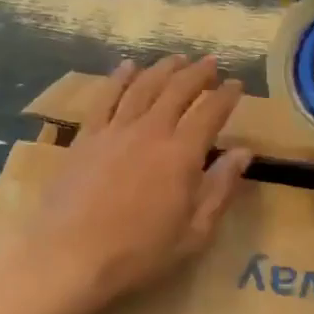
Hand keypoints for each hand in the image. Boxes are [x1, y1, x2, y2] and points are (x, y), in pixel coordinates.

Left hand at [0, 57, 251, 313]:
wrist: (70, 255)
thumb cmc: (138, 252)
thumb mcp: (193, 232)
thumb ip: (220, 188)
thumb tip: (243, 153)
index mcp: (182, 154)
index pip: (210, 113)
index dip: (226, 96)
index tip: (236, 84)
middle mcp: (151, 130)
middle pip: (178, 90)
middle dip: (198, 73)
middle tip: (210, 62)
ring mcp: (115, 129)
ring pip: (143, 86)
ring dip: (163, 68)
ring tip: (176, 58)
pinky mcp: (87, 135)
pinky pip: (106, 97)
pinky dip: (119, 78)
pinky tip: (127, 67)